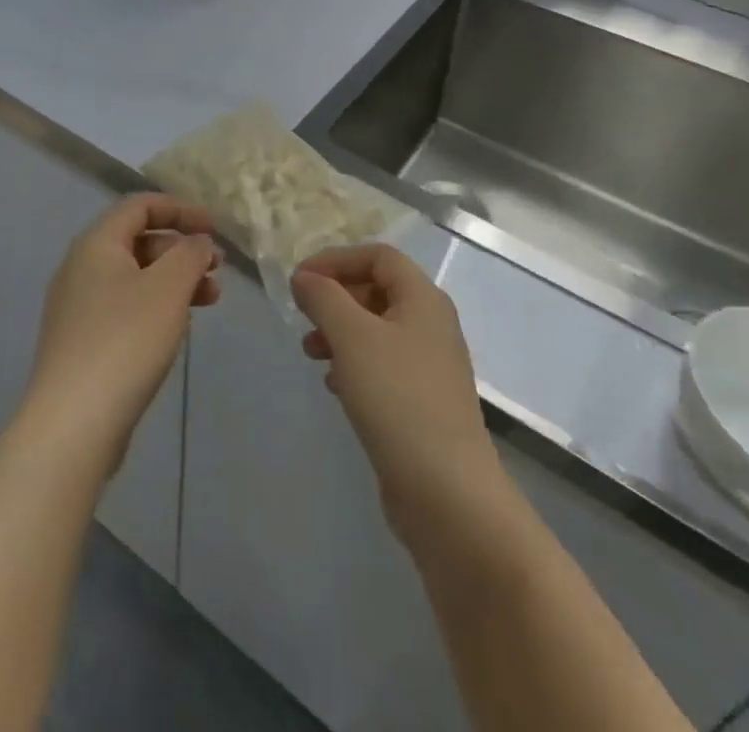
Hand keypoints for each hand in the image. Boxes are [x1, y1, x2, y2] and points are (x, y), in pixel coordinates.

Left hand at [15, 194, 219, 479]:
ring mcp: (78, 308)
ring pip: (135, 277)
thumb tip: (197, 242)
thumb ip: (189, 254)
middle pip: (138, 241)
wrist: (72, 424)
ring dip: (174, 280)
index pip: (139, 206)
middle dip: (181, 249)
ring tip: (211, 300)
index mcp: (96, 244)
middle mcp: (81, 268)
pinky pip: (126, 308)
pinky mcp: (82, 343)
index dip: (180, 209)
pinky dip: (157, 306)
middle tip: (217, 269)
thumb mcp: (168, 288)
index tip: (214, 228)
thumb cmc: (124, 341)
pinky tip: (178, 328)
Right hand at [292, 244, 500, 547]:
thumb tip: (304, 278)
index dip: (336, 259)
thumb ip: (324, 298)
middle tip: (303, 318)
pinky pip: (382, 365)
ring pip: (377, 330)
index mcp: (423, 299)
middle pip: (377, 290)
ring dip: (340, 332)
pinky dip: (354, 364)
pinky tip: (335, 385)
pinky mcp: (422, 401)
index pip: (378, 256)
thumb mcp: (352, 337)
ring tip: (311, 353)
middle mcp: (431, 324)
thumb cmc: (398, 399)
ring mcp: (429, 365)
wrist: (448, 493)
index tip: (300, 280)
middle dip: (335, 297)